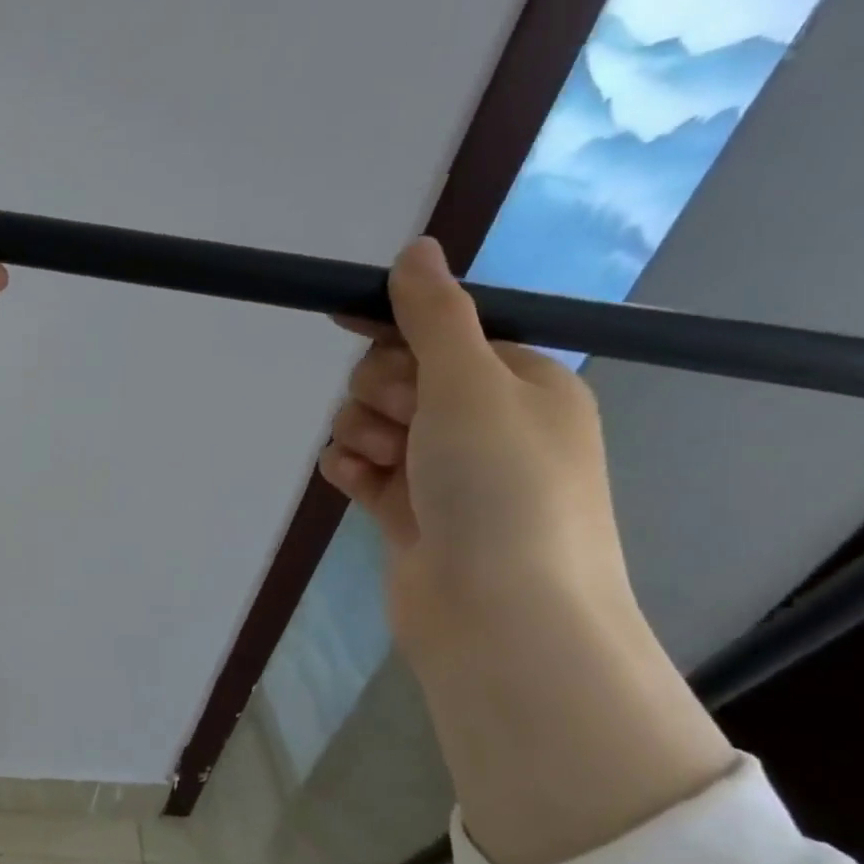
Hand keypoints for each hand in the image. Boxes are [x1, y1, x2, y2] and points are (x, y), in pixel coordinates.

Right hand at [318, 238, 630, 666]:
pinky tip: (355, 484)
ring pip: (372, 423)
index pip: (442, 331)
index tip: (343, 319)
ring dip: (364, 434)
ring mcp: (443, 471)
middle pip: (399, 376)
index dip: (396, 325)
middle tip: (405, 421)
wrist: (500, 615)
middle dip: (383, 392)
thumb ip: (434, 315)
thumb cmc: (500, 487)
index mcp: (521, 383)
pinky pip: (361, 469)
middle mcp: (484, 423)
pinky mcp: (407, 512)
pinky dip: (352, 470)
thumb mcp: (471, 384)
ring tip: (384, 464)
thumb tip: (417, 248)